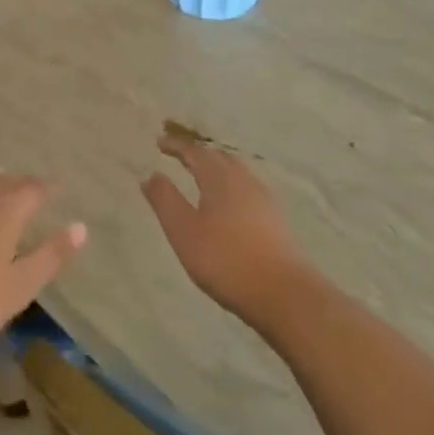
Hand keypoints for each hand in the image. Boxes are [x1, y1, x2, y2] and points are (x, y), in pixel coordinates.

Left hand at [0, 174, 85, 359]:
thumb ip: (49, 256)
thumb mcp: (17, 287)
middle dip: (21, 183)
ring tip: (2, 191)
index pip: (32, 190)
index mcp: (4, 213)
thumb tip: (81, 227)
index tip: (59, 187)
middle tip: (33, 187)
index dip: (47, 188)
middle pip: (2, 183)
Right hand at [141, 133, 313, 328]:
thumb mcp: (183, 230)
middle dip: (199, 153)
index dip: (177, 146)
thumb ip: (165, 200)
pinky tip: (230, 202)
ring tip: (203, 175)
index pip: (196, 153)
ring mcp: (264, 199)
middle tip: (180, 155)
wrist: (282, 292)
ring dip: (217, 168)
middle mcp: (244, 181)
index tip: (160, 143)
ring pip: (237, 172)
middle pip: (220, 157)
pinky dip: (231, 185)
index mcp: (220, 178)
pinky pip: (248, 188)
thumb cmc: (224, 259)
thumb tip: (151, 175)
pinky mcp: (276, 218)